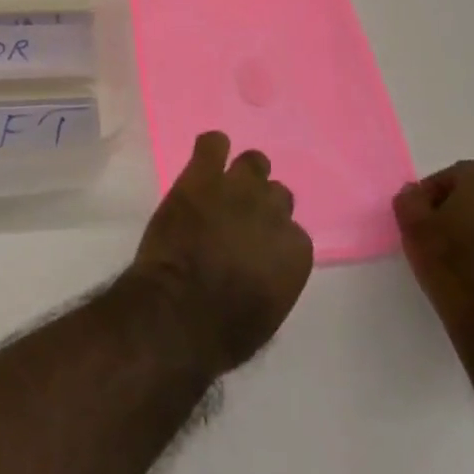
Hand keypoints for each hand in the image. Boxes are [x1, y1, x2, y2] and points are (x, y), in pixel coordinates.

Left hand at [130, 131, 312, 375]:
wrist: (178, 311)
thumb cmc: (223, 330)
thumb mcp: (267, 312)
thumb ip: (275, 277)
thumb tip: (264, 265)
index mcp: (295, 252)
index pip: (294, 233)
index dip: (274, 237)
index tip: (258, 245)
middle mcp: (273, 213)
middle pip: (277, 194)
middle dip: (261, 203)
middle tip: (240, 214)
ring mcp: (237, 189)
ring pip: (252, 162)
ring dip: (242, 172)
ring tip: (224, 182)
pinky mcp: (201, 176)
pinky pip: (212, 144)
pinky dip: (211, 147)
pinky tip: (206, 156)